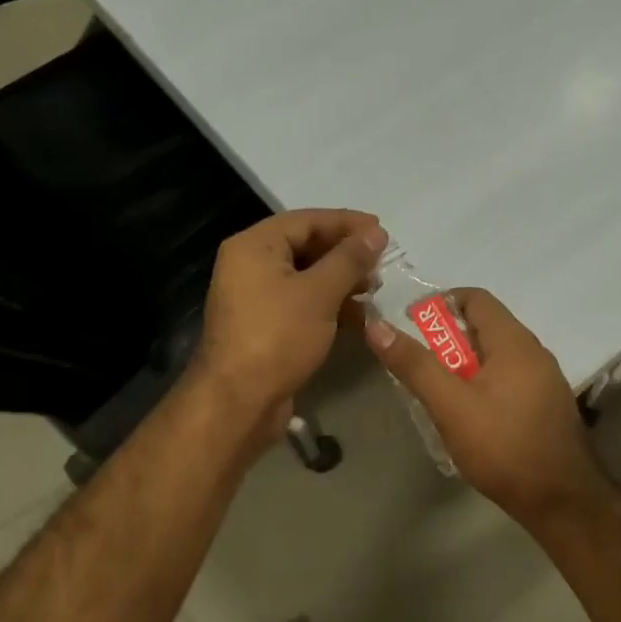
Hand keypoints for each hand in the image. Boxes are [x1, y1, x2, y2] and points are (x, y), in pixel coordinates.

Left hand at [192, 209, 387, 439]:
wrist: (238, 401)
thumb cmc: (278, 336)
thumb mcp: (319, 292)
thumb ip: (349, 259)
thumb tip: (375, 233)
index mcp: (254, 246)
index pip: (306, 220)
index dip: (346, 223)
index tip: (382, 231)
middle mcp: (249, 265)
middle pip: (304, 246)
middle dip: (345, 254)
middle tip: (381, 263)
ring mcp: (255, 298)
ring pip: (305, 277)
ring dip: (340, 281)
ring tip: (374, 290)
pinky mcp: (265, 326)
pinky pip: (300, 304)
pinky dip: (327, 305)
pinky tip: (358, 316)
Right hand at [364, 288, 611, 523]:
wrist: (562, 501)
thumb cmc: (503, 446)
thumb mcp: (450, 406)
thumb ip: (414, 365)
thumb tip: (377, 326)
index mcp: (514, 342)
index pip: (475, 298)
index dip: (439, 304)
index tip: (411, 326)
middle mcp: (534, 352)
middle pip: (484, 327)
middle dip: (447, 339)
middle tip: (418, 365)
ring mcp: (544, 380)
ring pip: (495, 356)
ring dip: (463, 364)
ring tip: (437, 391)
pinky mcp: (545, 406)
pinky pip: (507, 378)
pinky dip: (482, 383)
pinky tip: (467, 414)